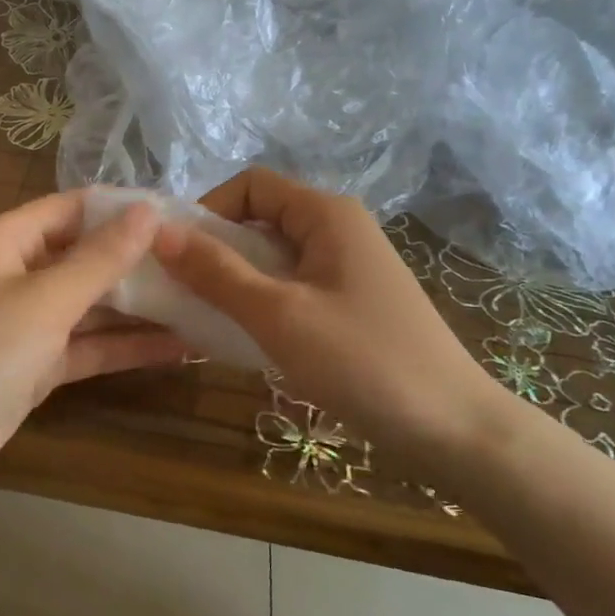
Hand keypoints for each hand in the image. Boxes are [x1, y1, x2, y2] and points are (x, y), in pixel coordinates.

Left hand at [0, 191, 189, 525]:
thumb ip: (100, 258)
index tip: (180, 215)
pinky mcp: (33, 368)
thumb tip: (148, 210)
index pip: (74, 207)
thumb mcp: (44, 302)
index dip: (124, 208)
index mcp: (7, 241)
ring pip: (90, 305)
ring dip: (139, 307)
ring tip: (203, 303)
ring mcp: (24, 324)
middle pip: (85, 255)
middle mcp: (15, 274)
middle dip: (139, 261)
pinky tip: (177, 348)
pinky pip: (85, 346)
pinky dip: (124, 347)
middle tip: (203, 264)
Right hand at [152, 168, 501, 469]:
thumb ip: (217, 272)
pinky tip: (247, 335)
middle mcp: (339, 227)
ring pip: (276, 255)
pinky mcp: (354, 300)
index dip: (209, 210)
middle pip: (262, 218)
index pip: (251, 185)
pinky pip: (295, 284)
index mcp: (326, 214)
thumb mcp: (279, 315)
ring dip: (237, 278)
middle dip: (218, 248)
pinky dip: (264, 299)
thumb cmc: (363, 361)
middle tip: (183, 291)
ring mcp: (350, 265)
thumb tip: (159, 232)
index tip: (178, 254)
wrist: (455, 429)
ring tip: (208, 316)